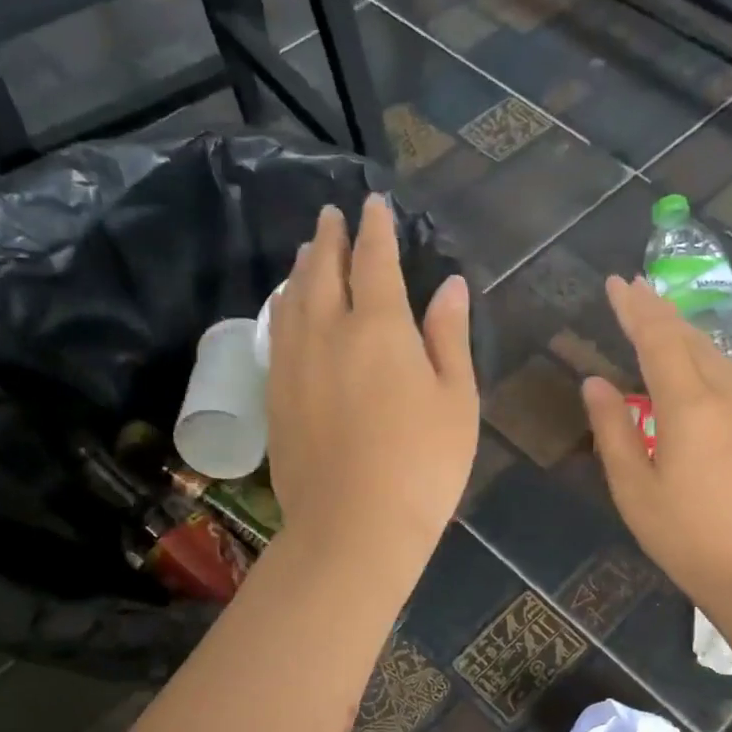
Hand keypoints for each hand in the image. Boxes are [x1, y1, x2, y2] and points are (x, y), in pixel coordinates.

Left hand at [266, 196, 477, 569]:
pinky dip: (283, 308)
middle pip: (321, 271)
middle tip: (330, 215)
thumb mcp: (456, 401)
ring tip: (305, 252)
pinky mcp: (275, 397)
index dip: (376, 228)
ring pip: (291, 299)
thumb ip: (449, 337)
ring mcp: (292, 365)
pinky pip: (276, 334)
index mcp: (379, 328)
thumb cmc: (422, 466)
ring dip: (300, 269)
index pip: (374, 261)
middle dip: (328, 238)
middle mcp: (327, 332)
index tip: (374, 204)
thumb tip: (450, 285)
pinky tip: (286, 310)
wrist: (354, 528)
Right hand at [583, 276, 731, 609]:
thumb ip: (613, 430)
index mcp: (689, 406)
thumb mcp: (635, 489)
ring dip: (685, 330)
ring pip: (716, 352)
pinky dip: (708, 354)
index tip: (616, 283)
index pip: (659, 340)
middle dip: (659, 311)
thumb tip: (594, 383)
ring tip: (660, 316)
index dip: (635, 310)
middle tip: (633, 289)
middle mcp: (727, 394)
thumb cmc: (686, 538)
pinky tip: (701, 359)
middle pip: (690, 338)